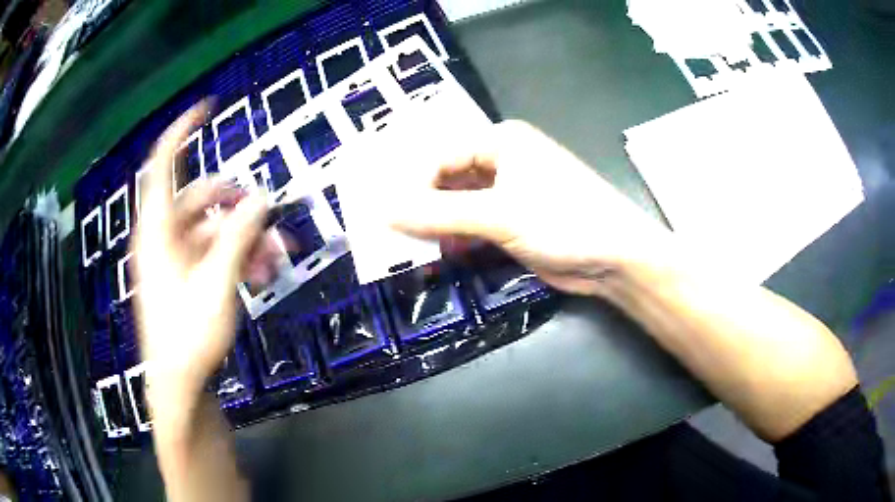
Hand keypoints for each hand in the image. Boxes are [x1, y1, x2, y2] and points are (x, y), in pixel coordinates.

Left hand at [131, 104, 267, 410]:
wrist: (180, 384)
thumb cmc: (189, 334)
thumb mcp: (218, 282)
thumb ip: (239, 235)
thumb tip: (263, 197)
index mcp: (158, 229)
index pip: (163, 164)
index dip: (182, 131)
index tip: (208, 107)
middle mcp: (163, 236)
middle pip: (201, 199)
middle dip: (239, 205)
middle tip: (273, 215)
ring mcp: (173, 258)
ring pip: (213, 229)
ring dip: (246, 237)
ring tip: (278, 258)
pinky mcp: (184, 277)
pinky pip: (213, 253)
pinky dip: (237, 256)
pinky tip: (264, 273)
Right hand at [392, 120, 672, 296]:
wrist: (614, 258)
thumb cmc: (564, 220)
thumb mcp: (499, 213)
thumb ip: (439, 213)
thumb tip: (383, 212)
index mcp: (499, 141)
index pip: (439, 156)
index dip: (410, 184)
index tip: (384, 215)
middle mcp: (500, 161)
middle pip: (445, 179)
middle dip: (418, 204)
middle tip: (386, 230)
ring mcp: (506, 194)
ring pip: (456, 205)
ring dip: (433, 225)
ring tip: (403, 246)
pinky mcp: (511, 223)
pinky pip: (470, 226)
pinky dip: (453, 240)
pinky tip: (435, 255)